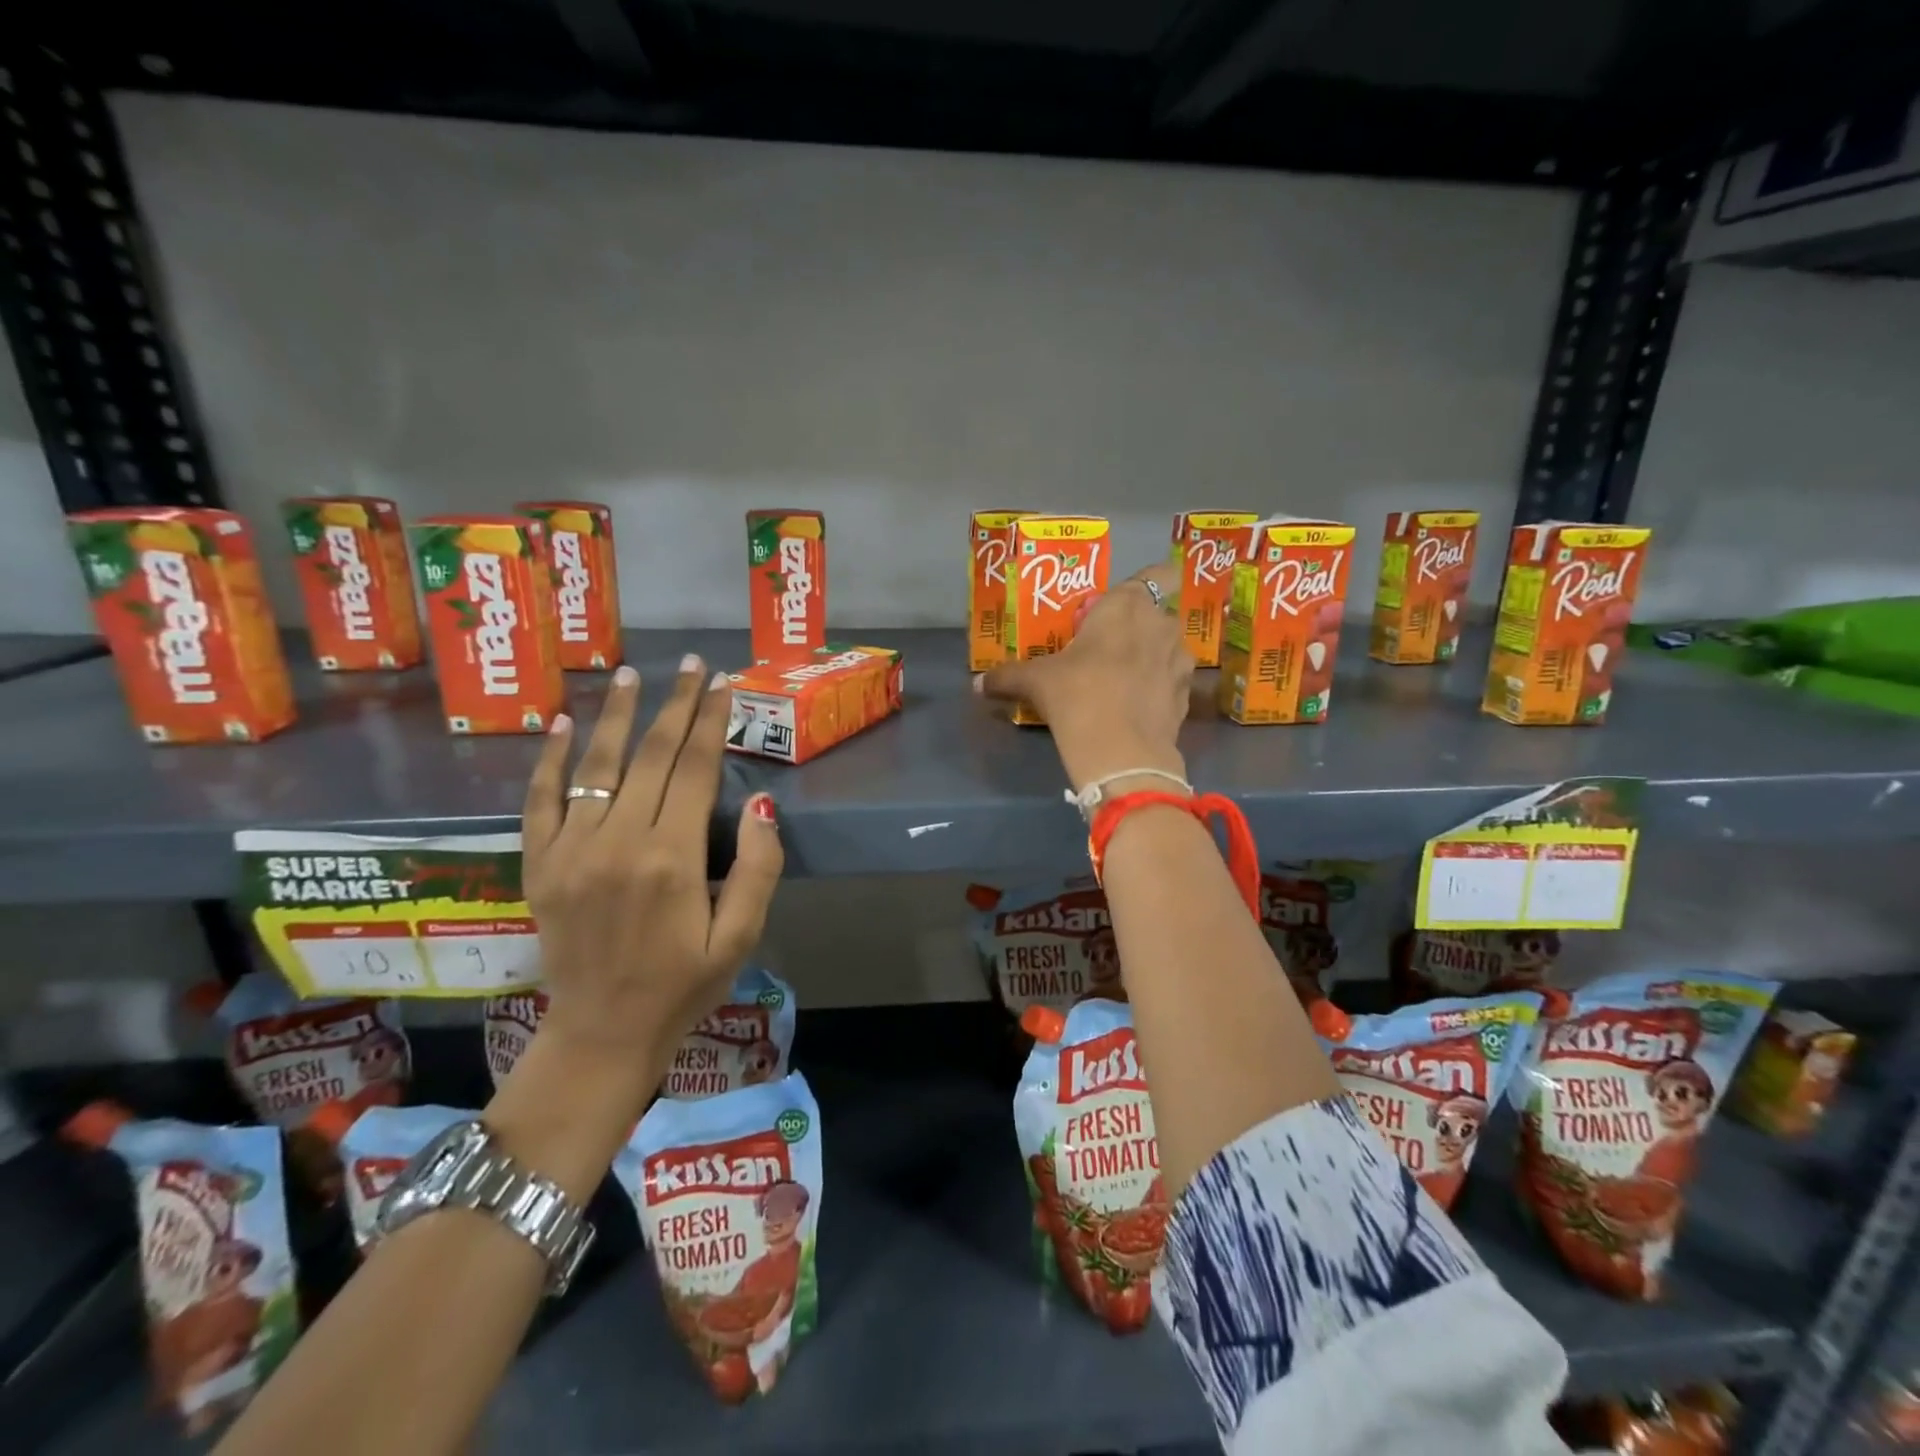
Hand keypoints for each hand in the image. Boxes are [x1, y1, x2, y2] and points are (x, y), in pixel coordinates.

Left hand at [520, 657, 783, 1109]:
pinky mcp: (539, 865)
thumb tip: (760, 805)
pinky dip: (550, 760)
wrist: (603, 1034)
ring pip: (596, 766)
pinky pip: (540, 801)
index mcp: (672, 858)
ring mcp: (571, 851)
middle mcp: (618, 842)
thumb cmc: (684, 985)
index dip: (711, 722)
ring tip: (631, 674)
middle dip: (676, 705)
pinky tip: (562, 723)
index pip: (695, 769)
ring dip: (616, 715)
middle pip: (651, 756)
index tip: (723, 683)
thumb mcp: (741, 936)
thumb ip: (757, 869)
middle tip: (692, 665)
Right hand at [977, 560, 1192, 791]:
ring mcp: (1179, 662)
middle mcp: (1161, 625)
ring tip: (1123, 680)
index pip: (1159, 573)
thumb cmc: (1077, 695)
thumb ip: (1008, 676)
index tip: (1125, 603)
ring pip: (1168, 649)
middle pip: (1158, 614)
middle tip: (1108, 647)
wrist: (1121, 752)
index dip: (1150, 582)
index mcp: (1128, 606)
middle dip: (1139, 627)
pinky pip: (1172, 682)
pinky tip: (1135, 708)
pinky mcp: (1186, 697)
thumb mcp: (1035, 682)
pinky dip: (1158, 690)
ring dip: (1151, 657)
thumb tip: (978, 684)